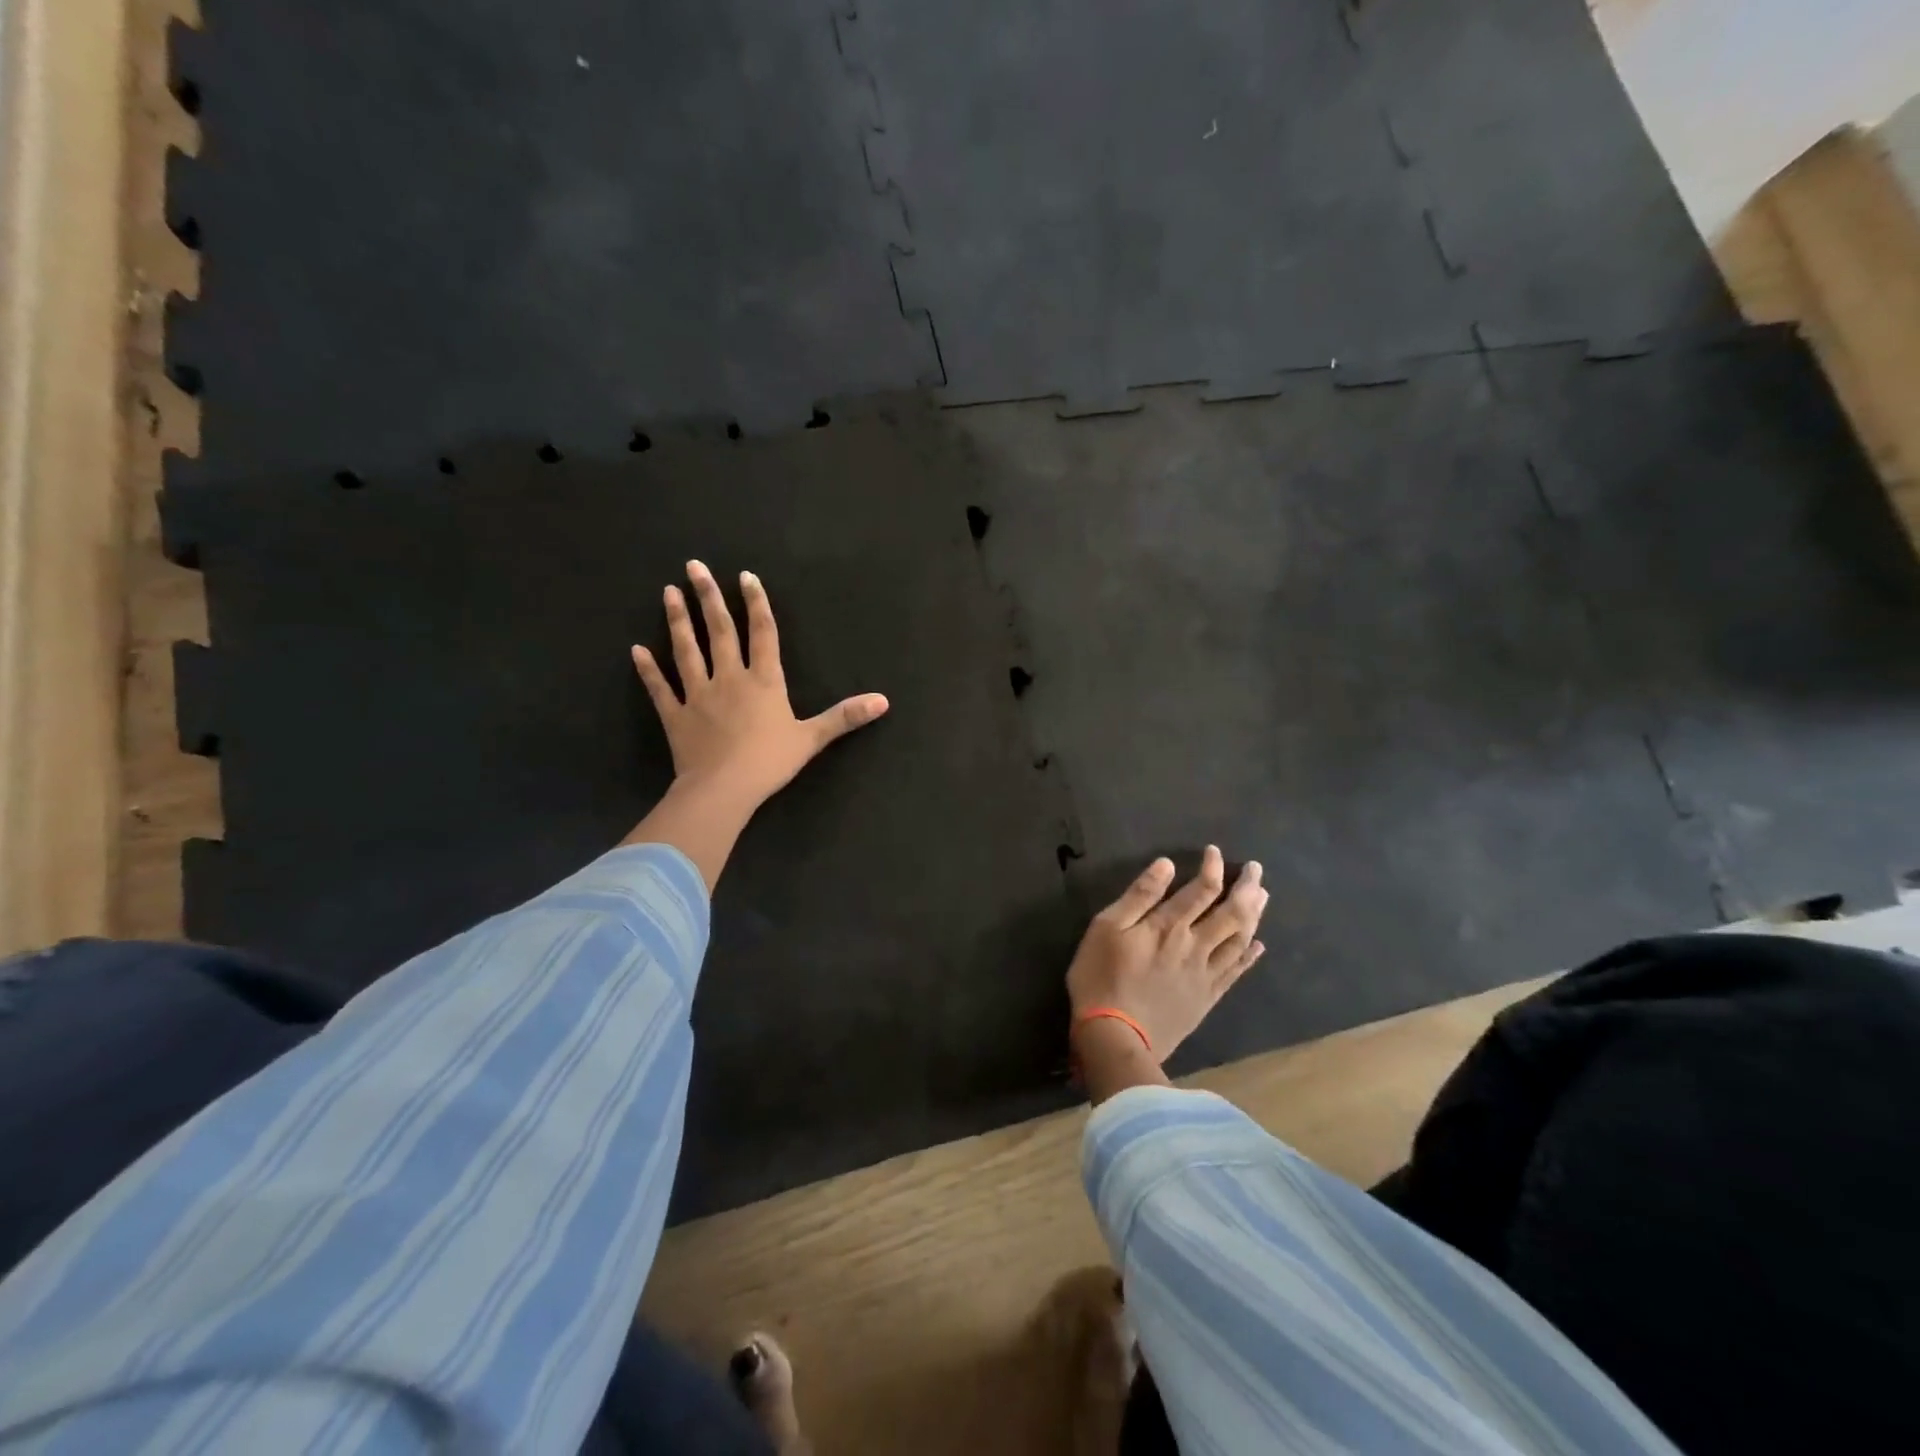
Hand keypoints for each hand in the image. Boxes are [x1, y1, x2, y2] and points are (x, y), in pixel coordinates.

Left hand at [631, 560, 889, 812]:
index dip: (756, 603)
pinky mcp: (675, 716)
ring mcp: (698, 695)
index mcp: (764, 681)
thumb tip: (883, 701)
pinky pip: (660, 688)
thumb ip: (844, 717)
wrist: (723, 789)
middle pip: (720, 631)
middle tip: (694, 565)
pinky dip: (648, 670)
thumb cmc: (770, 762)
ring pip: (686, 650)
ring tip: (668, 591)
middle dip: (709, 597)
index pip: (762, 633)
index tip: (745, 577)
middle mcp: (730, 678)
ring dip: (678, 620)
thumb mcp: (812, 738)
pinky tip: (636, 649)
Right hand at [1066, 847, 1266, 1086]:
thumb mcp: (1106, 928)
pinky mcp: (1206, 998)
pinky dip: (1249, 956)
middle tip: (1256, 869)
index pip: (1201, 890)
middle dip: (1246, 888)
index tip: (1214, 851)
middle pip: (1231, 913)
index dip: (1212, 868)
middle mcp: (1195, 946)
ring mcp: (1204, 974)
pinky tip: (1258, 946)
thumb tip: (1166, 864)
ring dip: (1253, 916)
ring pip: (1239, 939)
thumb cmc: (1101, 976)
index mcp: (1169, 926)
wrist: (1115, 1036)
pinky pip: (1235, 972)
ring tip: (1262, 897)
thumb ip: (1139, 896)